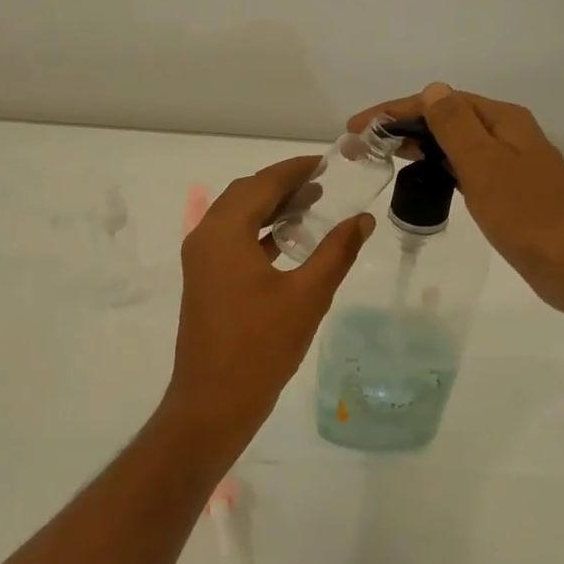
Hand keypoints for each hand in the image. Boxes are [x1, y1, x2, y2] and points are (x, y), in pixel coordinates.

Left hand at [165, 156, 373, 432]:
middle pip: (244, 195)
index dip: (294, 169)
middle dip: (282, 185)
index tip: (325, 162)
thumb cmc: (261, 347)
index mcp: (224, 233)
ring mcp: (200, 261)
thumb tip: (363, 219)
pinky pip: (232, 241)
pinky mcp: (204, 281)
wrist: (213, 402)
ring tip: (312, 207)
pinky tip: (289, 243)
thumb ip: (336, 252)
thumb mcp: (308, 296)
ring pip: (236, 218)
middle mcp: (205, 238)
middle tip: (323, 183)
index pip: (261, 184)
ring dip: (270, 208)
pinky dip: (260, 233)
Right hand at [349, 83, 563, 314]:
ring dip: (418, 144)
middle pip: (446, 118)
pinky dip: (438, 167)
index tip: (357, 127)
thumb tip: (433, 89)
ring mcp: (509, 164)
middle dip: (402, 126)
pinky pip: (464, 168)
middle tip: (362, 145)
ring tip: (382, 155)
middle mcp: (507, 135)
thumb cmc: (528, 214)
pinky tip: (423, 178)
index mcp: (502, 120)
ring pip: (454, 144)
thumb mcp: (485, 165)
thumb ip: (455, 126)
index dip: (394, 111)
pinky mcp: (508, 193)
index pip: (439, 102)